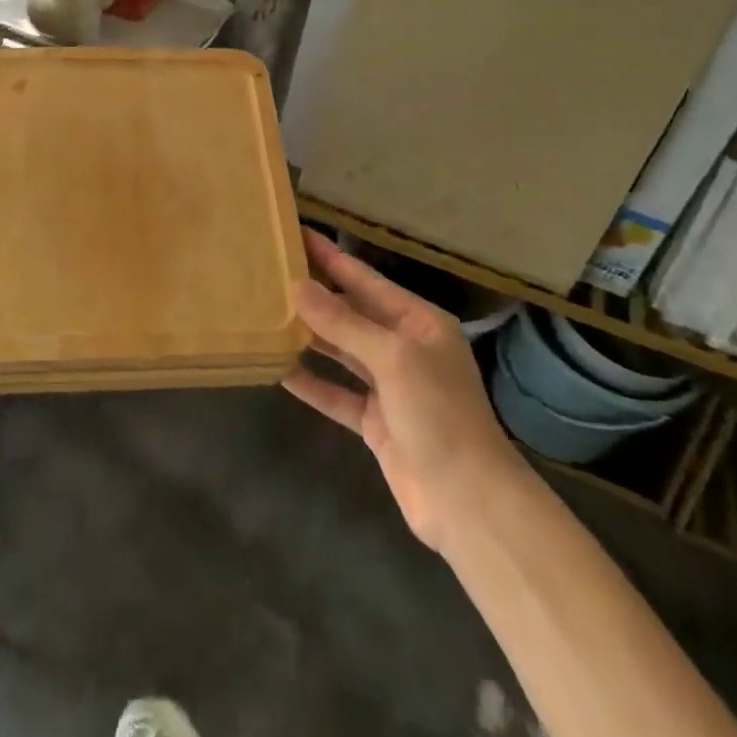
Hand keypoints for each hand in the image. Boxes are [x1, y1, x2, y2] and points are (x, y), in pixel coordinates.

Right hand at [283, 230, 521, 549]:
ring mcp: (390, 387)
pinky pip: (336, 392)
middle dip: (315, 295)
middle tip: (271, 272)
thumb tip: (298, 286)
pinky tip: (279, 369)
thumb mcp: (393, 359)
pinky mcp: (375, 422)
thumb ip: (343, 323)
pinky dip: (312, 382)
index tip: (297, 233)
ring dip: (309, 335)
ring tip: (268, 313)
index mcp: (419, 323)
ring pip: (341, 351)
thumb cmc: (438, 415)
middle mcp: (404, 348)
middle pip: (351, 313)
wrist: (469, 503)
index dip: (331, 257)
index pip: (365, 280)